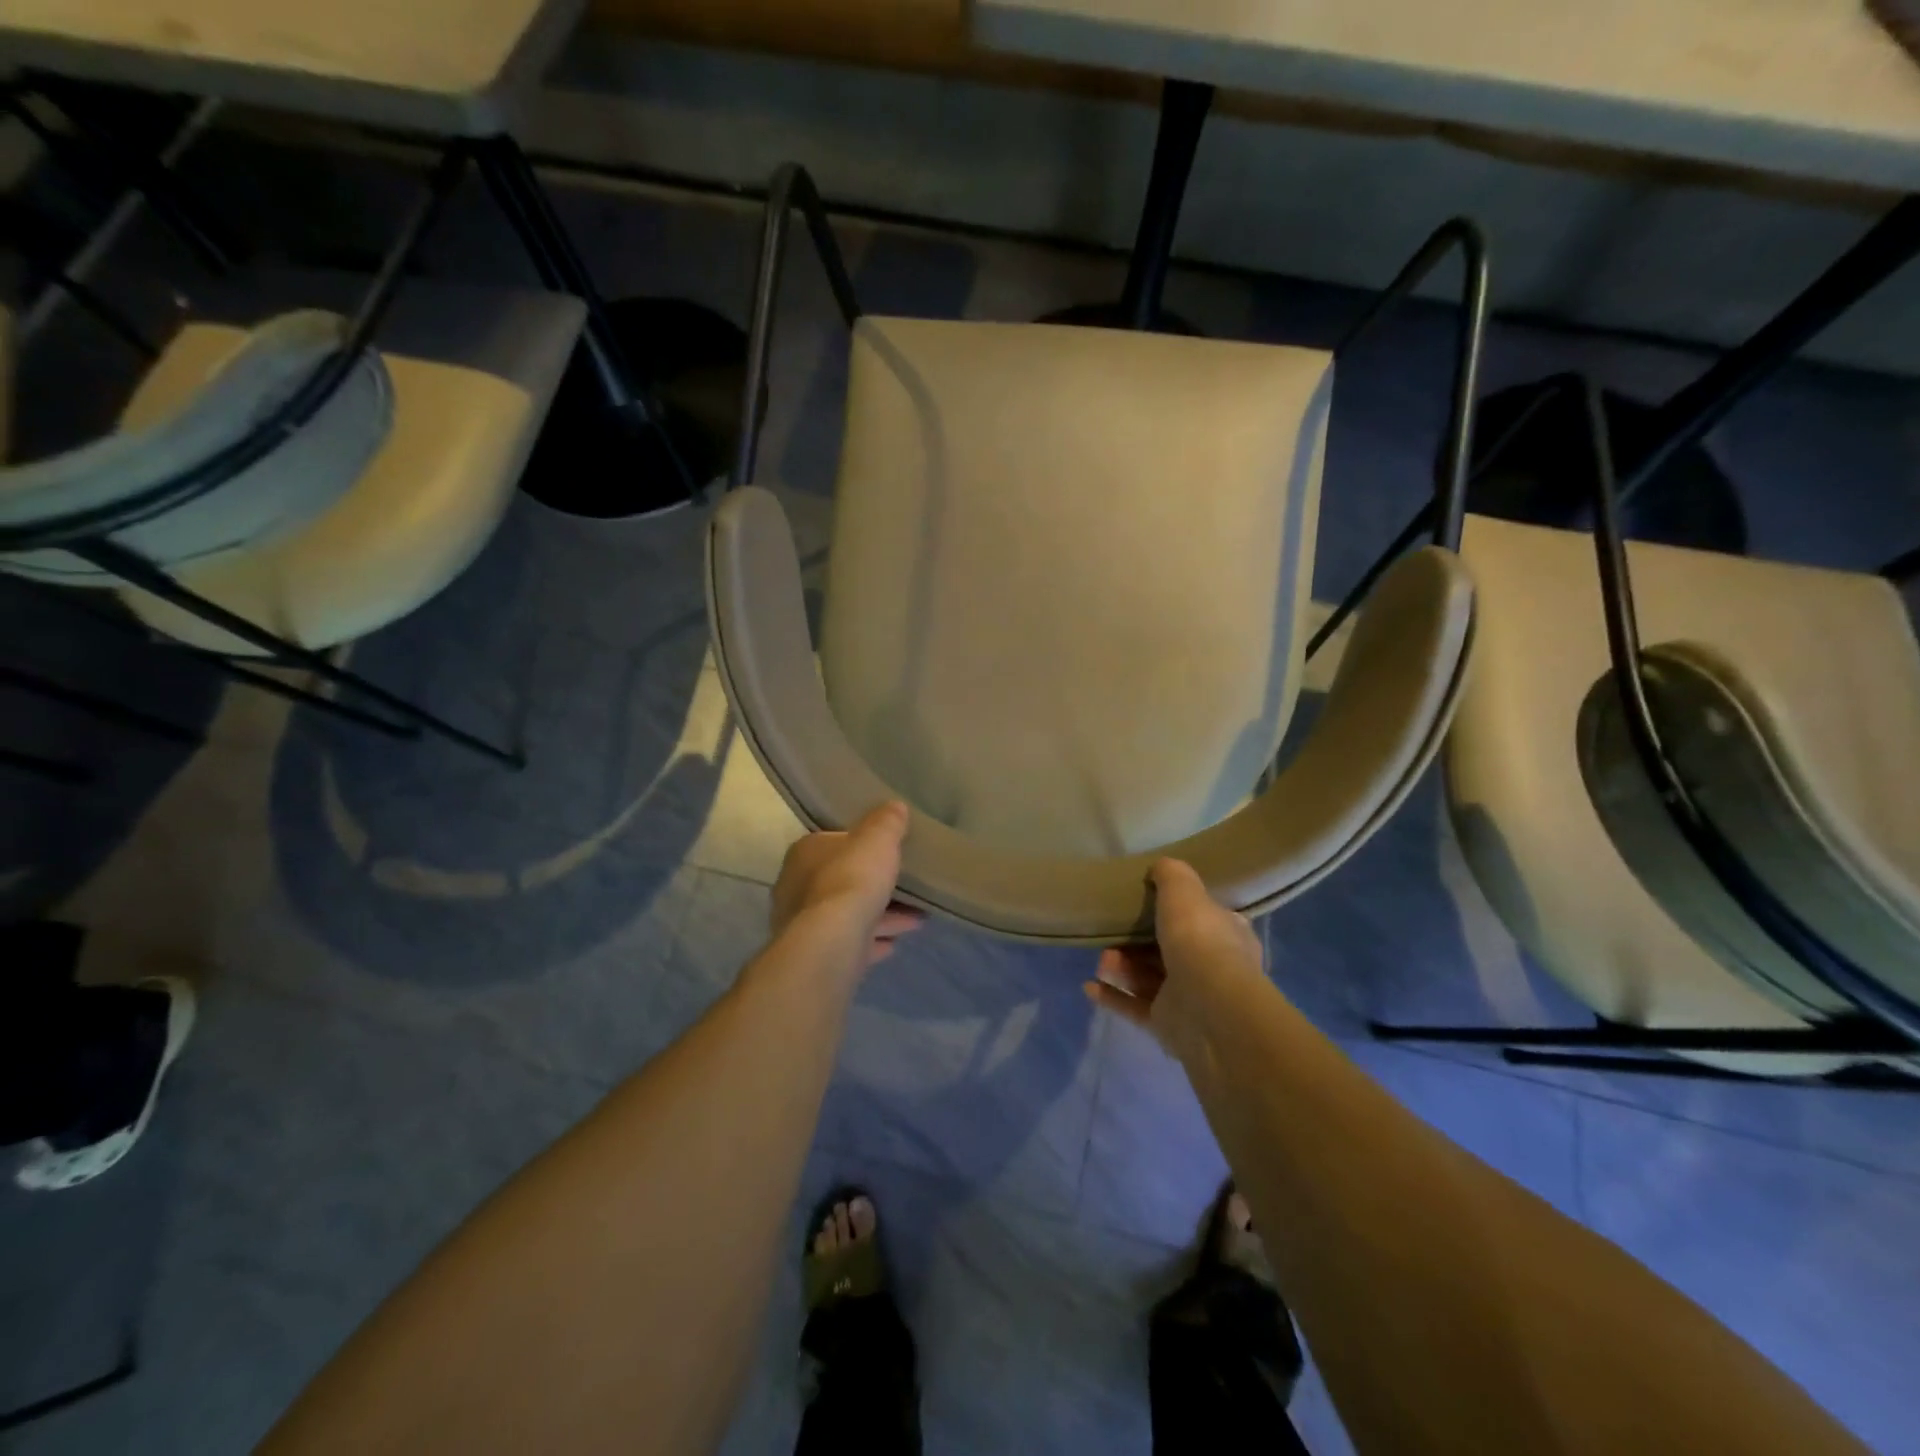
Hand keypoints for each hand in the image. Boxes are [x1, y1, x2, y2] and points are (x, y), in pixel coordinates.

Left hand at [770, 801, 923, 967]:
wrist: (833, 941)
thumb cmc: (852, 878)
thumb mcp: (878, 838)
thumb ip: (887, 821)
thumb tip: (894, 807)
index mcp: (805, 852)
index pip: (834, 843)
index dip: (862, 848)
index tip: (888, 854)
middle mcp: (795, 886)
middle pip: (842, 881)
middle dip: (874, 886)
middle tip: (907, 890)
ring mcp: (802, 924)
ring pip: (847, 915)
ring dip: (880, 916)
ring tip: (915, 920)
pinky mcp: (814, 954)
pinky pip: (848, 942)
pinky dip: (870, 941)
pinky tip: (893, 944)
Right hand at [1086, 859, 1263, 1058]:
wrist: (1208, 1006)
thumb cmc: (1200, 940)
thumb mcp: (1184, 891)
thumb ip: (1171, 875)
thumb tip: (1160, 867)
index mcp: (1227, 935)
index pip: (1204, 919)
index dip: (1177, 911)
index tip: (1147, 902)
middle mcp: (1212, 968)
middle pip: (1168, 949)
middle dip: (1135, 941)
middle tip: (1112, 933)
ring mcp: (1190, 1000)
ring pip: (1148, 978)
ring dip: (1121, 966)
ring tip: (1102, 960)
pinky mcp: (1167, 1025)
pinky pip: (1134, 1007)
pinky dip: (1111, 996)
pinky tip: (1089, 986)